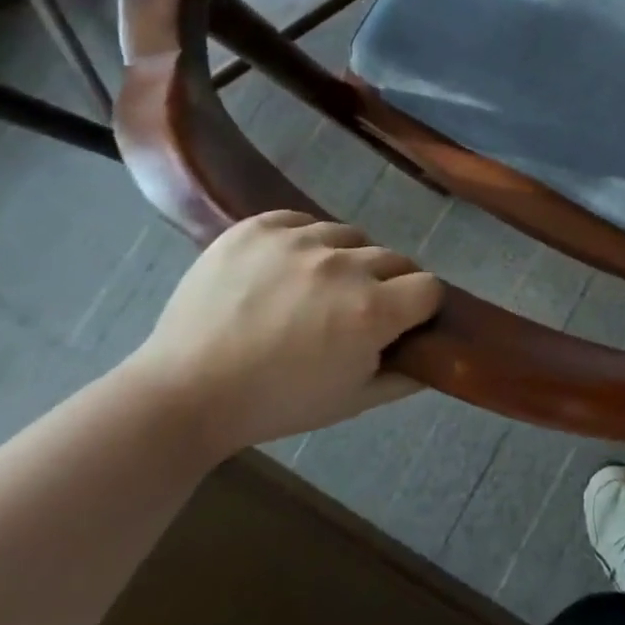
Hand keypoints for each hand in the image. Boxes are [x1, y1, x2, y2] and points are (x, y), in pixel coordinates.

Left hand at [127, 212, 441, 456]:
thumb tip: (440, 354)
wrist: (183, 393)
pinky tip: (283, 270)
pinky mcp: (259, 226)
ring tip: (312, 290)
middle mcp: (344, 266)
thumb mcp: (353, 402)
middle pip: (395, 259)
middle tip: (352, 312)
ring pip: (351, 236)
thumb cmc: (275, 404)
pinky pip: (303, 221)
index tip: (400, 323)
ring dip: (345, 260)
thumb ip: (407, 376)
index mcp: (372, 311)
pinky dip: (303, 242)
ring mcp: (299, 240)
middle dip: (386, 284)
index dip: (419, 307)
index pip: (429, 287)